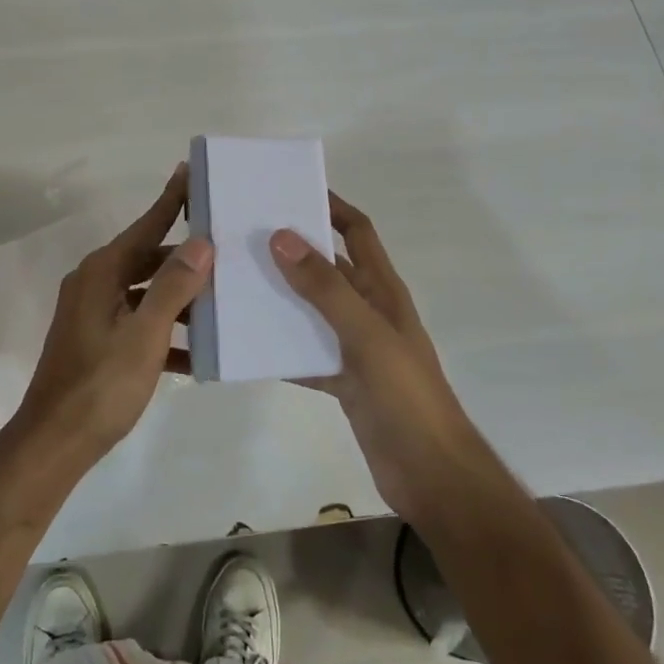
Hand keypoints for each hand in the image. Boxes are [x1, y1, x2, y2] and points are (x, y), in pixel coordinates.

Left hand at [10, 165, 213, 469]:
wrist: (55, 443)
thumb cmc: (101, 384)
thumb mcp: (145, 334)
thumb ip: (173, 286)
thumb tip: (200, 243)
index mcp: (103, 272)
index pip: (146, 225)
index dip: (171, 199)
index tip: (190, 171)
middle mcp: (95, 283)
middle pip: (149, 259)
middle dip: (186, 258)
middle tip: (228, 249)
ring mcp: (94, 314)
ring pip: (146, 293)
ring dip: (180, 299)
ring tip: (224, 301)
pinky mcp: (97, 341)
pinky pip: (139, 324)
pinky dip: (166, 333)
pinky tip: (199, 353)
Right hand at [271, 194, 480, 518]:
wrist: (431, 474)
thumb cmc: (405, 395)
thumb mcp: (365, 334)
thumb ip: (324, 288)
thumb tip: (281, 235)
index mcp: (382, 290)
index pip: (357, 232)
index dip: (331, 206)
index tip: (289, 189)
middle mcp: (367, 310)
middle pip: (327, 268)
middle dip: (291, 250)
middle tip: (243, 236)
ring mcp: (354, 347)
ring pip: (310, 310)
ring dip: (279, 298)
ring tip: (233, 284)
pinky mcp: (342, 380)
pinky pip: (303, 353)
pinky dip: (278, 347)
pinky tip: (245, 344)